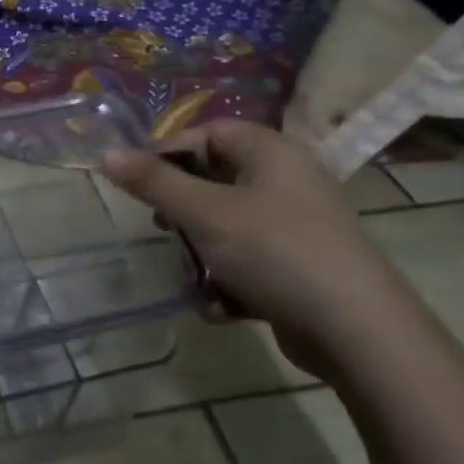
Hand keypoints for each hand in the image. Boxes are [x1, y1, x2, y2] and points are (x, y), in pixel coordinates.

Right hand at [102, 120, 421, 378]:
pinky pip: (248, 260)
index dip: (168, 152)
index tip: (139, 184)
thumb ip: (153, 182)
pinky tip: (223, 308)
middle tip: (163, 230)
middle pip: (214, 180)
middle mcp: (286, 181)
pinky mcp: (300, 266)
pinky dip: (229, 280)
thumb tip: (107, 154)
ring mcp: (296, 225)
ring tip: (196, 280)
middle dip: (183, 213)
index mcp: (270, 152)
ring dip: (202, 255)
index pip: (208, 132)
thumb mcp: (203, 212)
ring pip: (226, 226)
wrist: (355, 330)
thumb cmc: (273, 251)